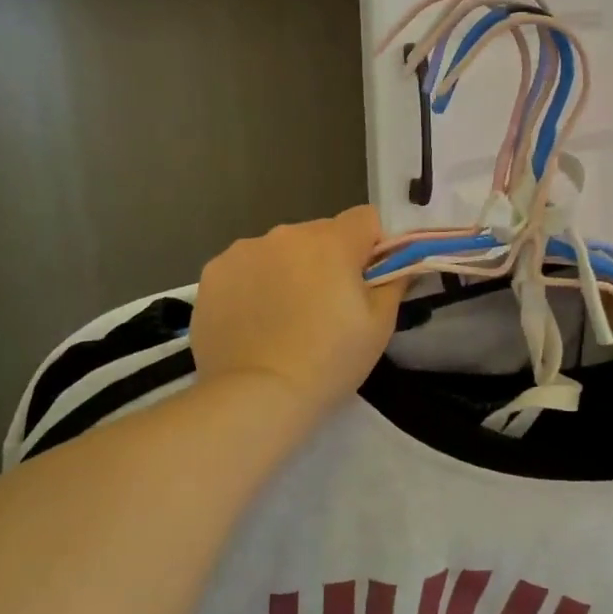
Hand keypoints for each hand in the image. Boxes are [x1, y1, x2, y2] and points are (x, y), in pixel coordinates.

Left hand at [192, 206, 403, 423]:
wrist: (255, 395)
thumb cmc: (328, 362)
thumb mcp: (379, 326)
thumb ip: (394, 282)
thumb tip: (399, 263)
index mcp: (331, 242)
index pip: (365, 218)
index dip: (372, 246)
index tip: (367, 280)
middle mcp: (286, 234)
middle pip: (320, 234)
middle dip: (328, 260)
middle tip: (325, 308)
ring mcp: (244, 251)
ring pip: (280, 250)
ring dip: (288, 270)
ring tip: (284, 319)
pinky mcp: (213, 273)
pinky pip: (245, 267)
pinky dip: (253, 284)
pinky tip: (253, 321)